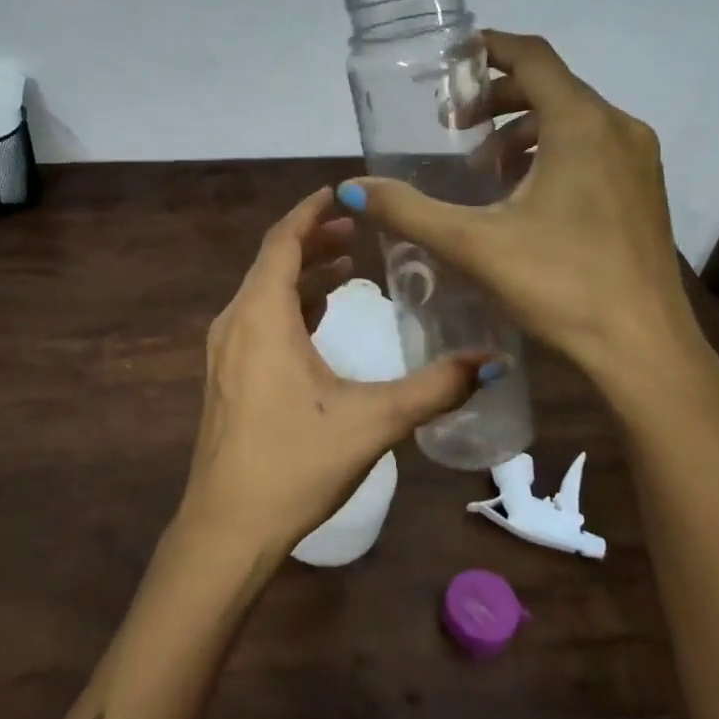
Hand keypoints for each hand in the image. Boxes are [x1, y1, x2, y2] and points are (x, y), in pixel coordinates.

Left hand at [177, 187, 487, 558]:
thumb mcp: (373, 421)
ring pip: (264, 294)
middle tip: (358, 230)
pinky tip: (319, 320)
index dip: (311, 212)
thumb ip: (435, 389)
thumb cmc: (295, 463)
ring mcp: (224, 353)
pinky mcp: (226, 379)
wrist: (228, 527)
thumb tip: (494, 363)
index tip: (342, 191)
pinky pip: (258, 322)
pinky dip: (290, 307)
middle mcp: (235, 324)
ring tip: (347, 268)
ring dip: (302, 275)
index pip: (283, 241)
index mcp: (261, 317)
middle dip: (314, 240)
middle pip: (273, 263)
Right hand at [339, 31, 718, 409]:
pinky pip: (594, 149)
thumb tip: (351, 189)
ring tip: (484, 167)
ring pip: (575, 120)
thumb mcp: (473, 245)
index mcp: (581, 124)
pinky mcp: (645, 192)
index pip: (533, 57)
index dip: (490, 48)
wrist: (644, 350)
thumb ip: (408, 211)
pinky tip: (525, 197)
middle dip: (499, 98)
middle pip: (552, 87)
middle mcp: (618, 129)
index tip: (452, 60)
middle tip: (454, 125)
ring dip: (525, 130)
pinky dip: (554, 154)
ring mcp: (640, 161)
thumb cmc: (560, 285)